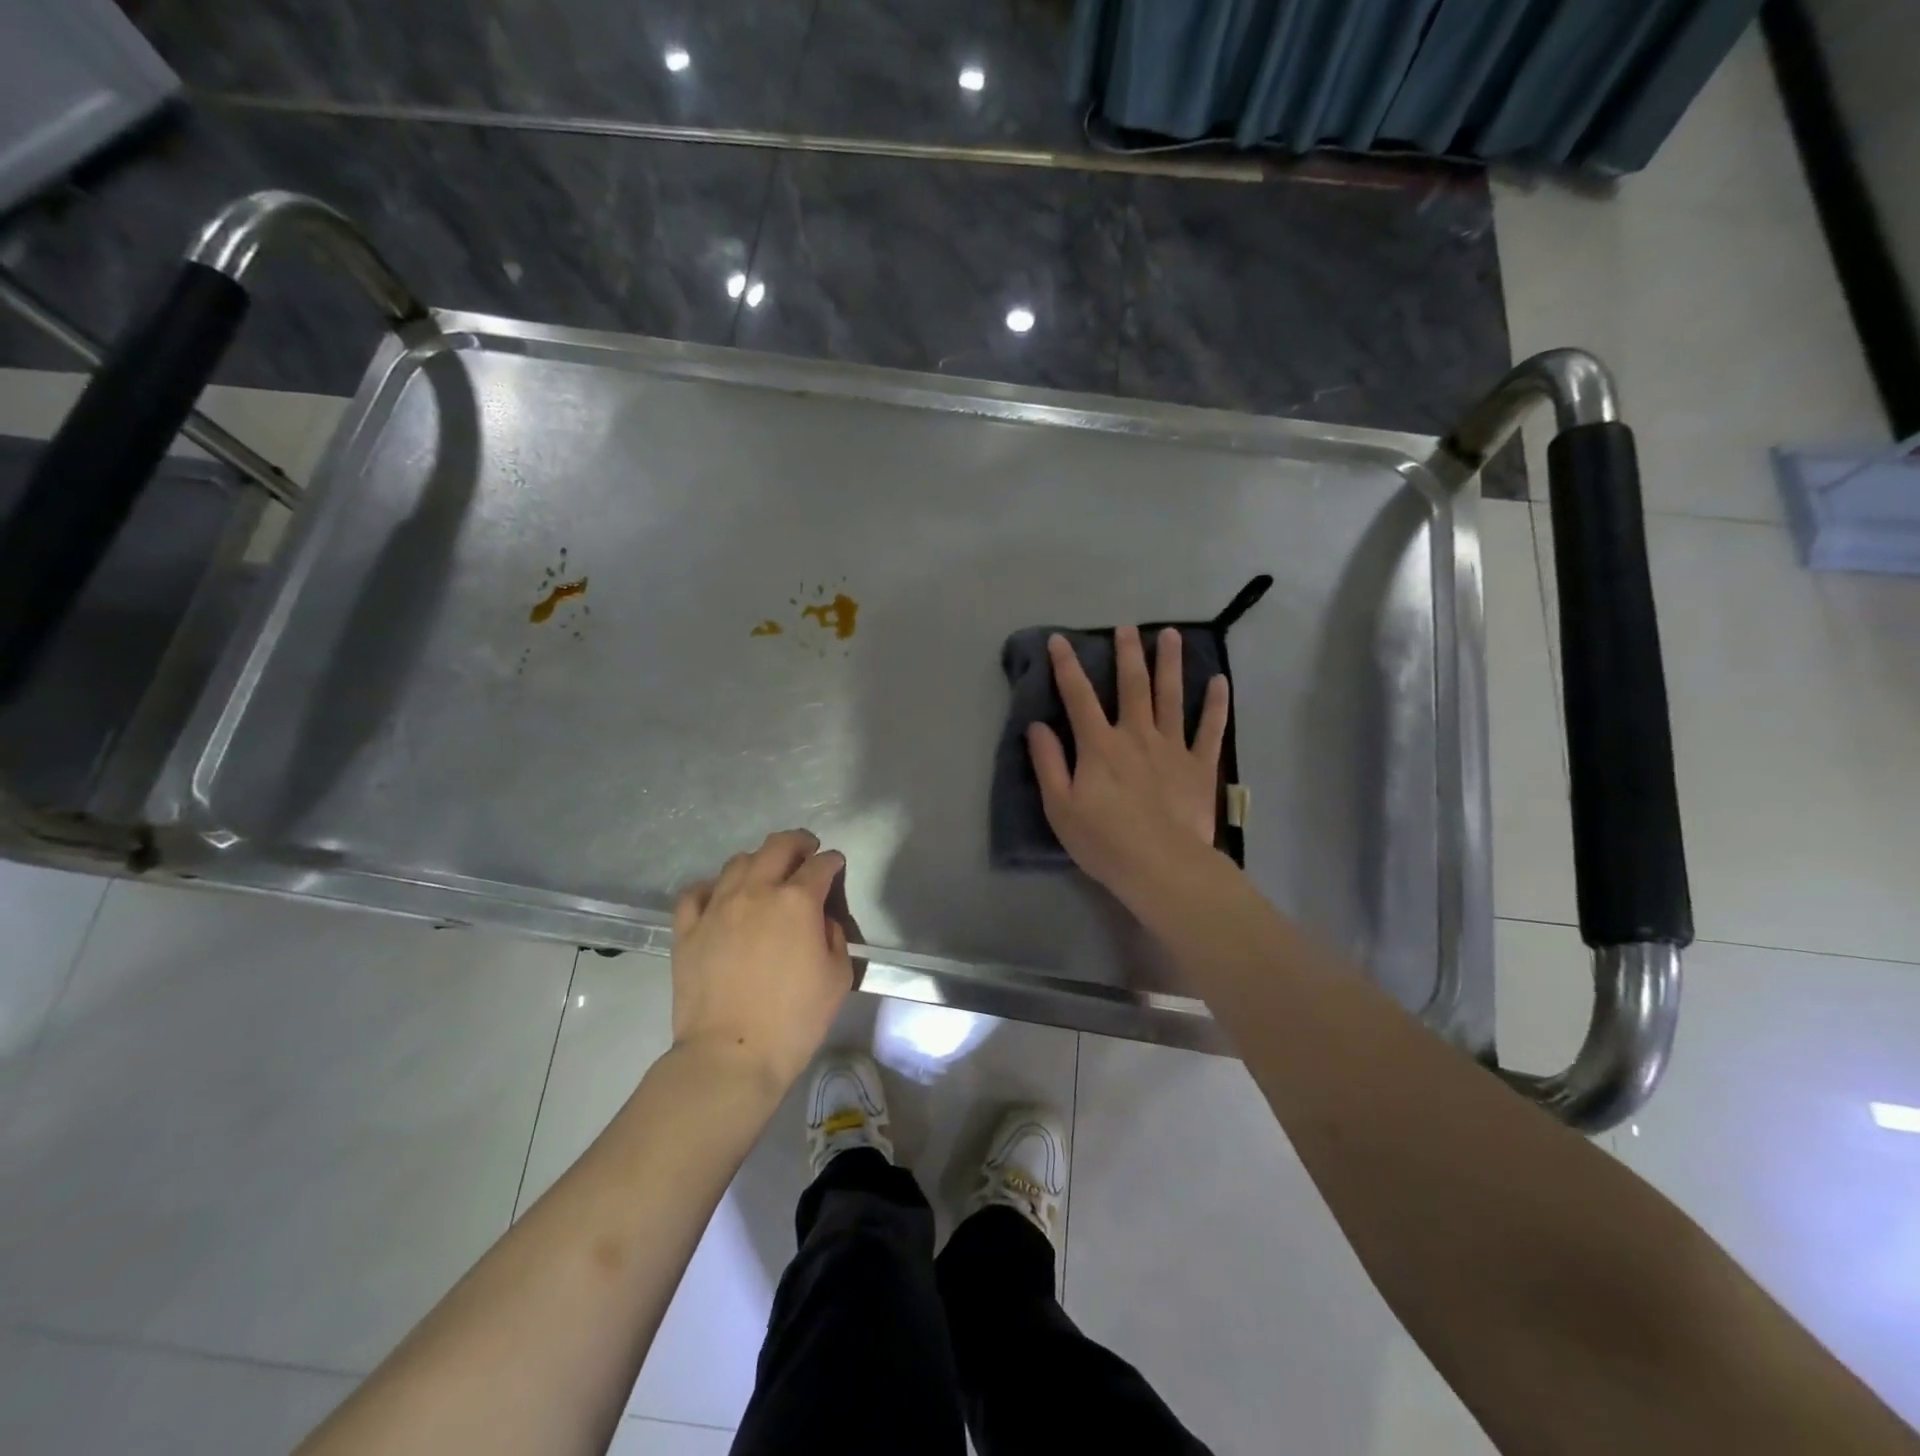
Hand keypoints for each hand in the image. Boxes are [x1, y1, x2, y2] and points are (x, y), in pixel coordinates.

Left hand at [670, 830, 854, 1091]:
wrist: (731, 1054)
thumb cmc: (795, 1020)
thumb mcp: (838, 977)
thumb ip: (834, 936)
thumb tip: (821, 919)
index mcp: (797, 901)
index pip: (820, 865)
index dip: (832, 861)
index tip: (835, 865)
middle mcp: (756, 892)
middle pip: (777, 846)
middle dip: (798, 843)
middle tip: (806, 851)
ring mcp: (717, 908)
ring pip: (737, 863)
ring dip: (758, 861)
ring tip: (765, 875)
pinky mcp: (687, 930)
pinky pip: (695, 892)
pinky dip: (711, 887)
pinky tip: (719, 897)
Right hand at [1027, 625, 1229, 900]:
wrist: (1161, 866)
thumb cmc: (1103, 841)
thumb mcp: (1059, 806)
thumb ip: (1048, 762)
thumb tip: (1037, 725)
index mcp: (1099, 745)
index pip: (1078, 696)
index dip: (1066, 666)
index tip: (1059, 640)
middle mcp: (1136, 735)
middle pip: (1132, 685)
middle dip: (1128, 653)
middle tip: (1128, 626)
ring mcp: (1173, 748)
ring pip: (1172, 696)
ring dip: (1171, 663)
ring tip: (1172, 635)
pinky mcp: (1200, 766)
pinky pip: (1210, 729)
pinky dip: (1215, 705)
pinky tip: (1219, 681)